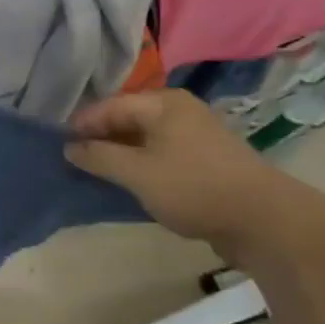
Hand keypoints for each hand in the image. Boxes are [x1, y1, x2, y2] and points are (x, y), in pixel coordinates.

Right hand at [66, 90, 295, 253]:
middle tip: (75, 156)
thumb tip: (70, 148)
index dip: (82, 124)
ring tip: (97, 169)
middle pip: (128, 117)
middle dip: (101, 136)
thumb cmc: (193, 187)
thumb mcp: (137, 173)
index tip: (60, 143)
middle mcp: (180, 110)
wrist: (264, 220)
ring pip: (145, 136)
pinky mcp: (206, 158)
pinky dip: (142, 162)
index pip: (110, 105)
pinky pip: (162, 152)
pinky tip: (130, 179)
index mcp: (163, 103)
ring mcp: (196, 133)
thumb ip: (99, 157)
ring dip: (120, 151)